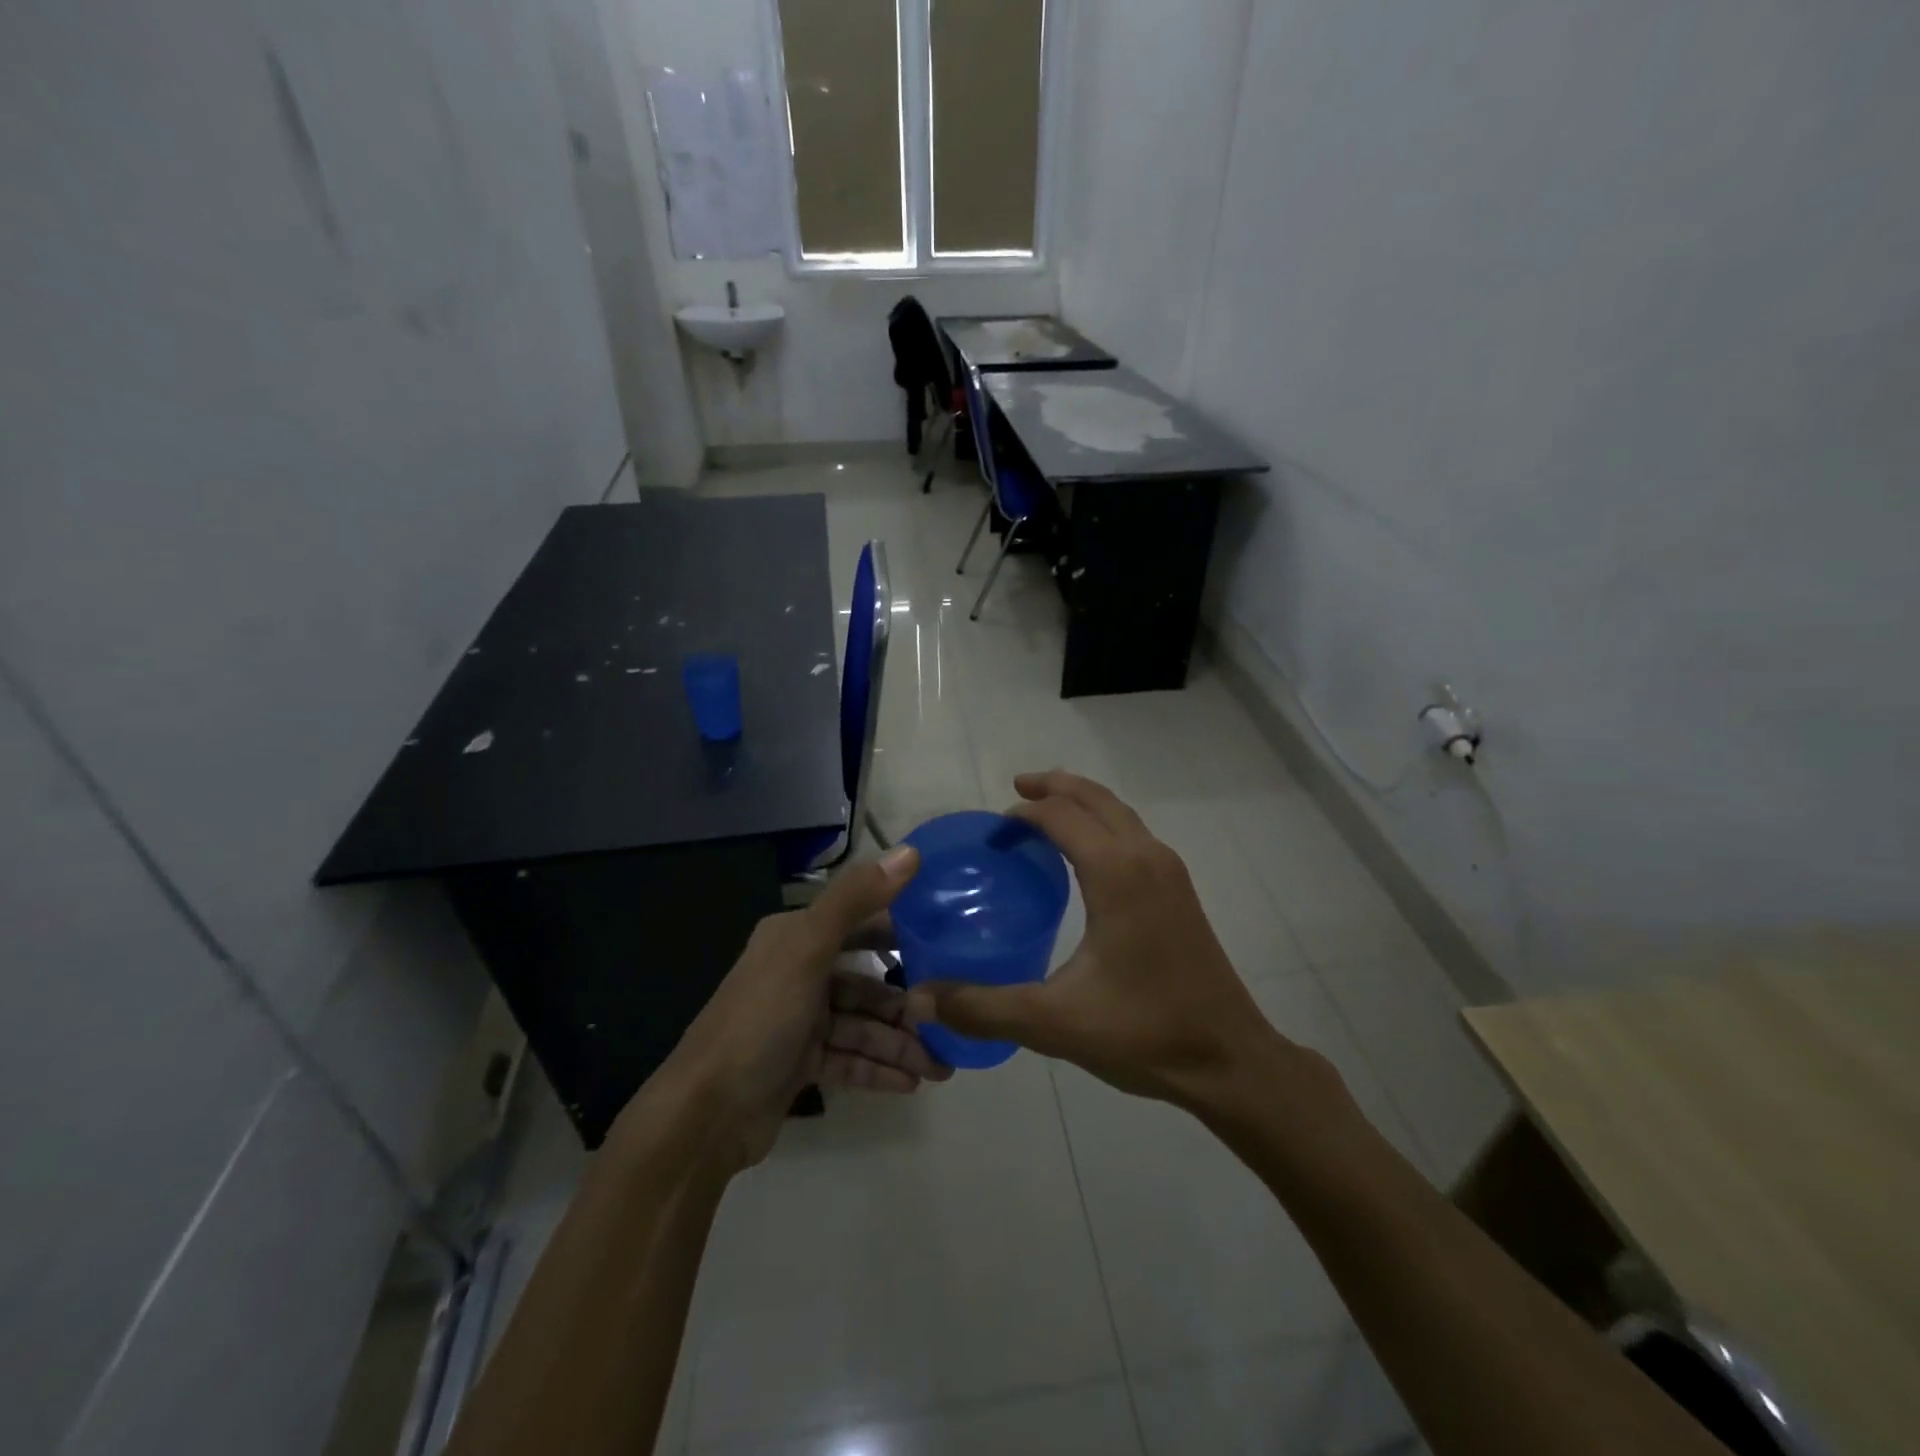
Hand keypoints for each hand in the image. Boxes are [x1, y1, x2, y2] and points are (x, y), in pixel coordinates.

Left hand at [623, 845, 949, 1170]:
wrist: (705, 1114)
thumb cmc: (760, 1019)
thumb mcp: (808, 950)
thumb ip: (856, 899)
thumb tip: (911, 852)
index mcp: (795, 937)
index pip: (859, 922)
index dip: (901, 928)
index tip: (948, 938)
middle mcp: (797, 972)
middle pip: (865, 980)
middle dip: (906, 1001)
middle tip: (950, 1015)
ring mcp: (798, 1020)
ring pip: (861, 1025)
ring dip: (899, 1043)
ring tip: (942, 1067)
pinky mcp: (800, 1062)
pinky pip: (850, 1058)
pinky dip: (879, 1068)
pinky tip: (913, 1083)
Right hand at [906, 772, 1325, 1110]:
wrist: (1229, 1059)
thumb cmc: (1144, 1032)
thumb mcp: (1054, 1022)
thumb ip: (983, 1007)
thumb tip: (921, 996)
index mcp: (1116, 872)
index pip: (1061, 816)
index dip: (1022, 813)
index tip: (992, 833)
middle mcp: (1146, 856)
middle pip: (1094, 798)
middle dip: (1054, 786)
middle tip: (1016, 790)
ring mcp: (1169, 871)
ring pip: (1120, 812)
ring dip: (1082, 802)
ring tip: (1046, 811)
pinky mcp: (1181, 890)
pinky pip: (1134, 833)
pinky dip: (1104, 824)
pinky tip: (1087, 857)